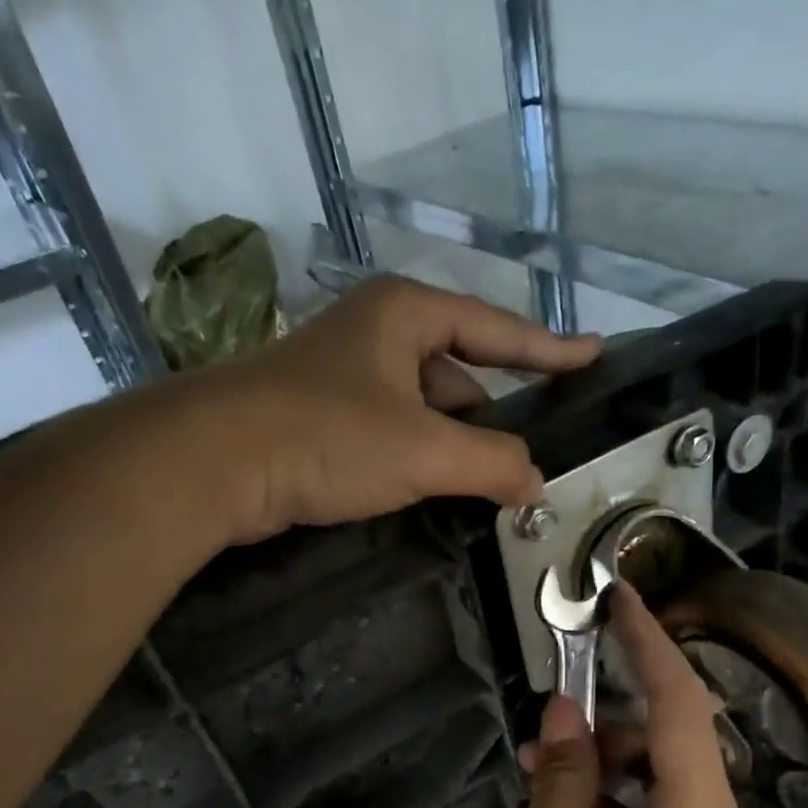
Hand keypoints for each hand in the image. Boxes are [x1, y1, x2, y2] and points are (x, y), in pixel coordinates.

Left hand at [172, 275, 598, 541]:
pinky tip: (434, 492)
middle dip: (494, 418)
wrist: (214, 462)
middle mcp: (378, 334)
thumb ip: (492, 463)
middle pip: (460, 374)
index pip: (497, 330)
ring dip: (456, 448)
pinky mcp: (323, 418)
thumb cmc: (327, 436)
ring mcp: (347, 377)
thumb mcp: (423, 450)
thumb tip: (536, 484)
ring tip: (489, 489)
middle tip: (530, 462)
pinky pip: (394, 434)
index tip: (593, 356)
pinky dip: (420, 460)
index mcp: (406, 315)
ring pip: (425, 410)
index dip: (549, 349)